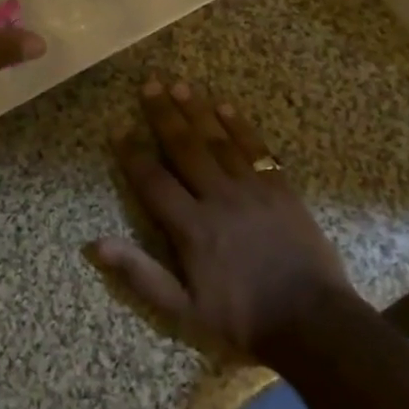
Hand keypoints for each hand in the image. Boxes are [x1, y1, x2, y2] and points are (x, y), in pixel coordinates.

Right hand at [91, 78, 355, 362]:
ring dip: (197, 111)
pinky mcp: (280, 190)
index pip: (153, 181)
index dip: (133, 155)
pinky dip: (240, 127)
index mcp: (192, 227)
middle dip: (164, 115)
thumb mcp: (184, 311)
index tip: (118, 129)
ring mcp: (252, 190)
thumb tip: (95, 245)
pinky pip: (256, 150)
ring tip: (180, 85)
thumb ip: (140, 275)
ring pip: (218, 141)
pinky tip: (226, 107)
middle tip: (149, 84)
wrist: (314, 324)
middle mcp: (218, 198)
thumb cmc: (243, 319)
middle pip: (185, 148)